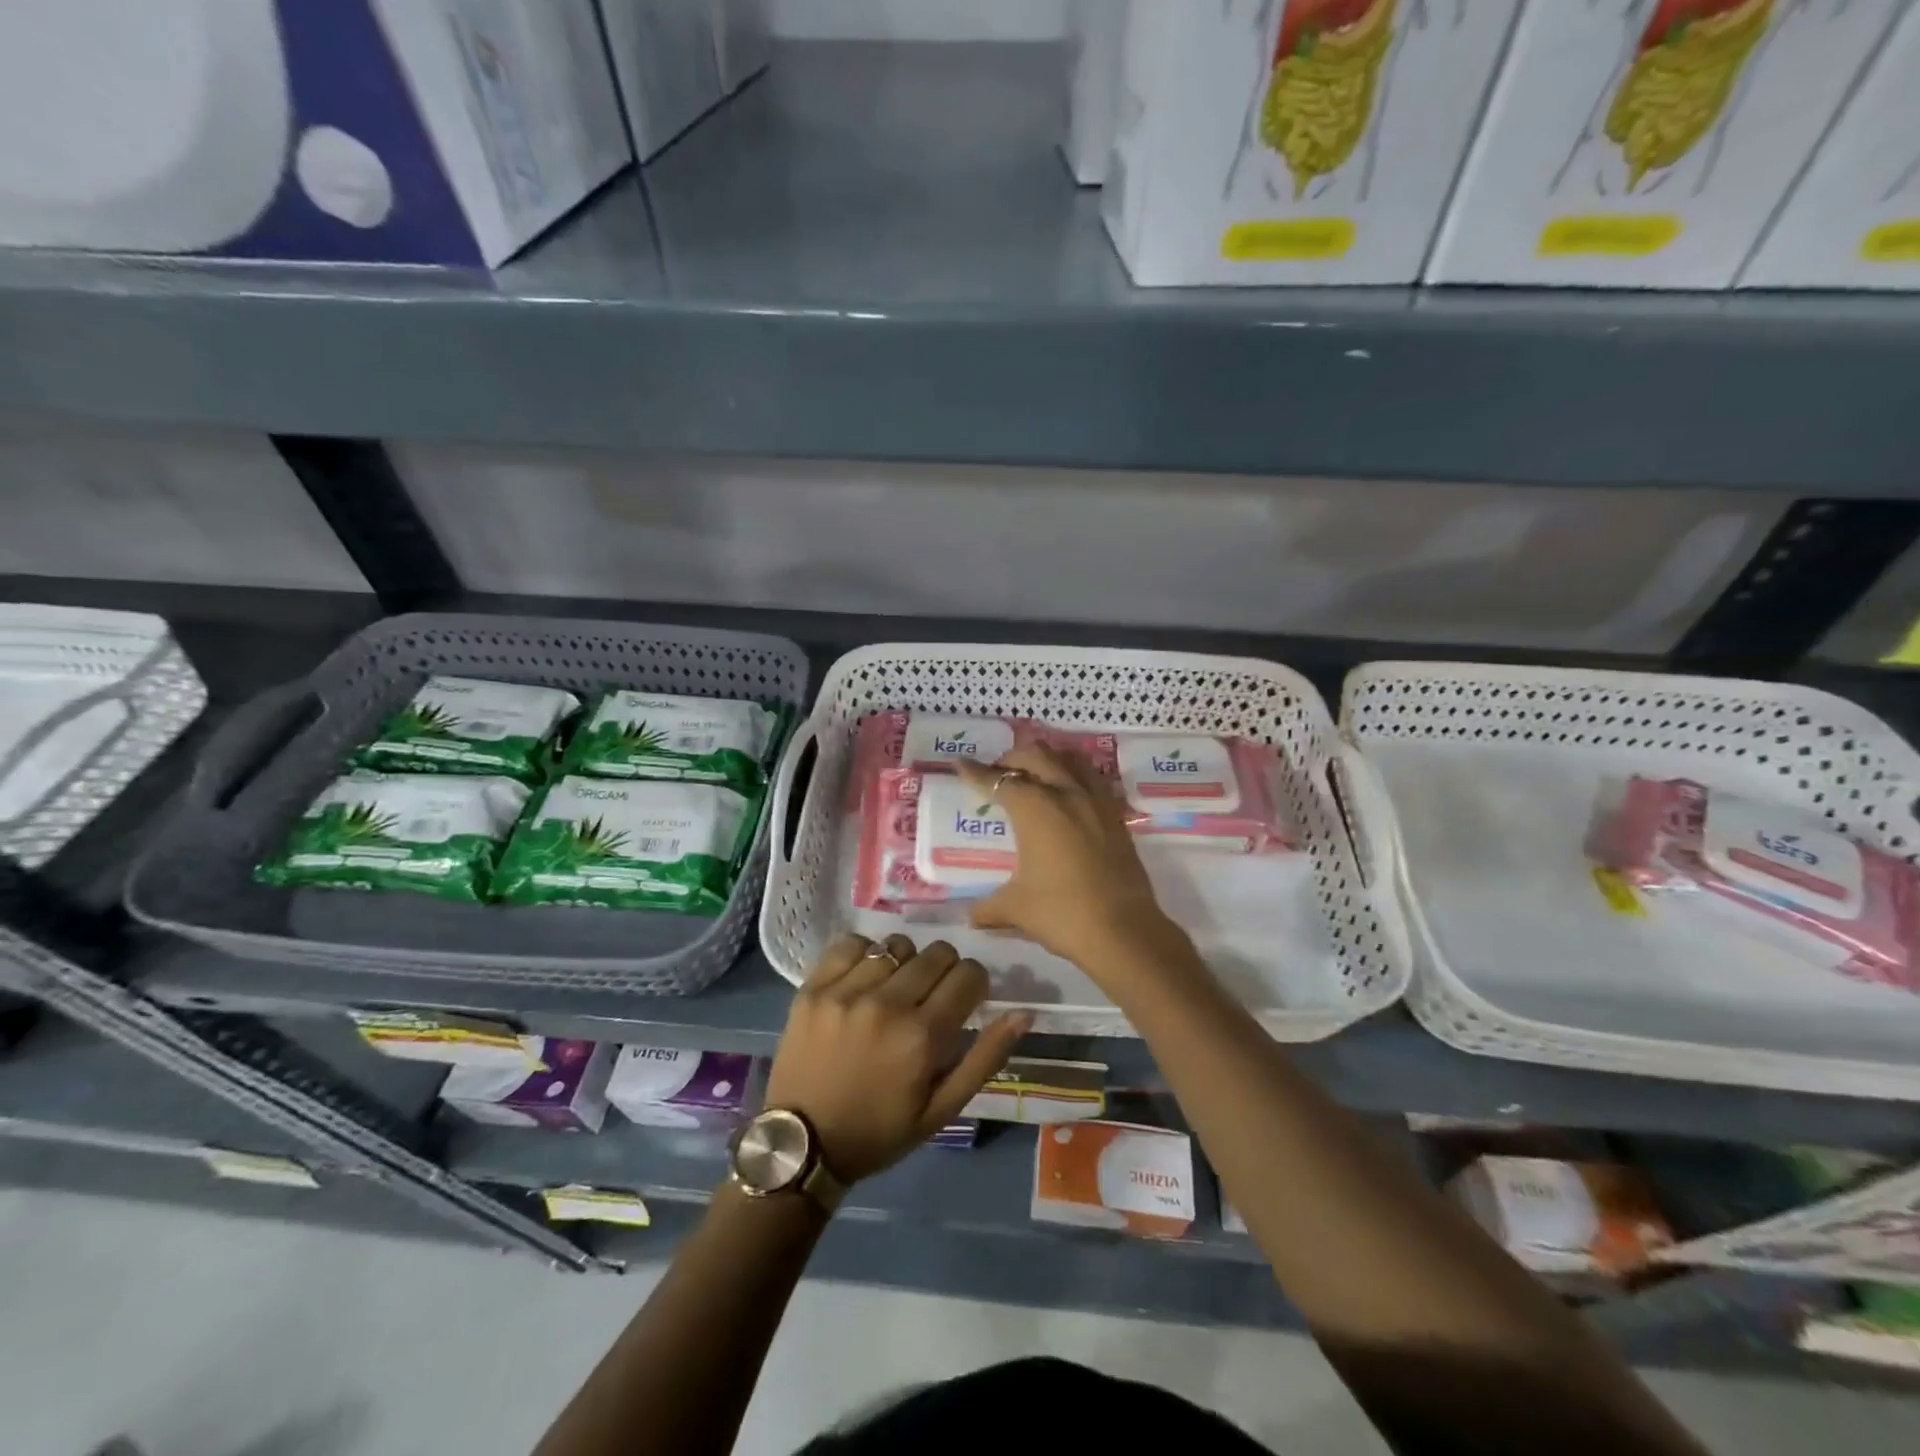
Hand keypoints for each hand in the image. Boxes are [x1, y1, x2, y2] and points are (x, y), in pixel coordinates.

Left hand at [765, 933, 1029, 1182]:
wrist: (801, 1144)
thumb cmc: (879, 1131)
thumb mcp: (941, 1110)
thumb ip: (985, 1058)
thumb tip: (1023, 1013)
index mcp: (922, 1036)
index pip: (968, 974)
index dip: (974, 983)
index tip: (964, 999)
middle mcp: (887, 1003)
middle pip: (937, 953)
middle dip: (945, 970)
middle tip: (931, 996)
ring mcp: (846, 991)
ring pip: (897, 945)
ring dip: (906, 962)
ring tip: (896, 988)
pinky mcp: (813, 986)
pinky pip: (852, 943)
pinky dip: (865, 953)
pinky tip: (865, 977)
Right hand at [954, 745, 1193, 977]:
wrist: (1124, 931)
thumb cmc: (1062, 913)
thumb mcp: (1016, 909)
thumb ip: (989, 907)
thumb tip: (971, 916)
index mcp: (1035, 808)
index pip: (999, 781)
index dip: (976, 773)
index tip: (961, 763)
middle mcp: (1066, 794)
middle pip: (1037, 756)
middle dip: (1012, 758)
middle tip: (998, 772)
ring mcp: (1097, 803)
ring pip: (1071, 760)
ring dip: (1049, 759)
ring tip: (1036, 773)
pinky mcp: (1118, 818)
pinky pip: (1094, 781)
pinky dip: (1076, 777)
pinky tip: (1070, 795)